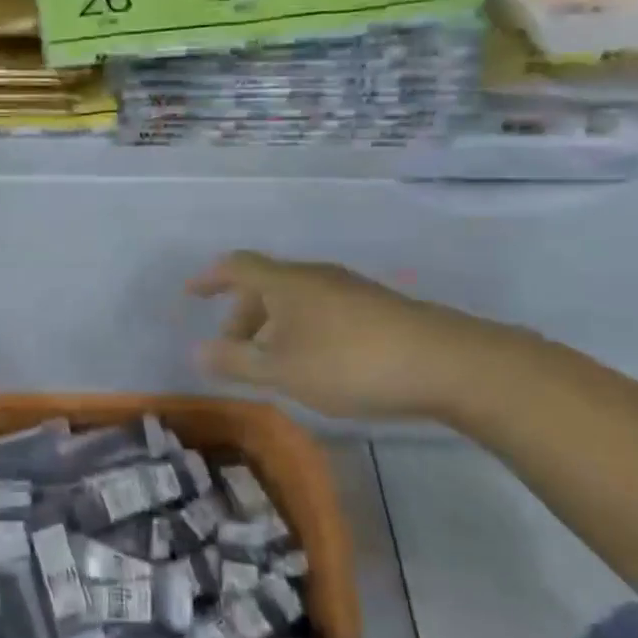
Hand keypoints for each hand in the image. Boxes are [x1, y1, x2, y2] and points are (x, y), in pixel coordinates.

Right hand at [187, 251, 500, 419]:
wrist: (446, 363)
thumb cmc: (349, 363)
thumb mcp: (282, 370)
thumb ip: (236, 361)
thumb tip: (197, 350)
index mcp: (285, 283)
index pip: (236, 267)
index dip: (210, 278)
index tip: (191, 293)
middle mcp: (315, 276)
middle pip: (266, 285)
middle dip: (243, 314)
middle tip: (235, 351)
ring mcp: (349, 289)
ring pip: (296, 299)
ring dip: (274, 324)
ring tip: (273, 362)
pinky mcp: (377, 308)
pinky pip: (321, 309)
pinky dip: (302, 329)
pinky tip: (315, 362)